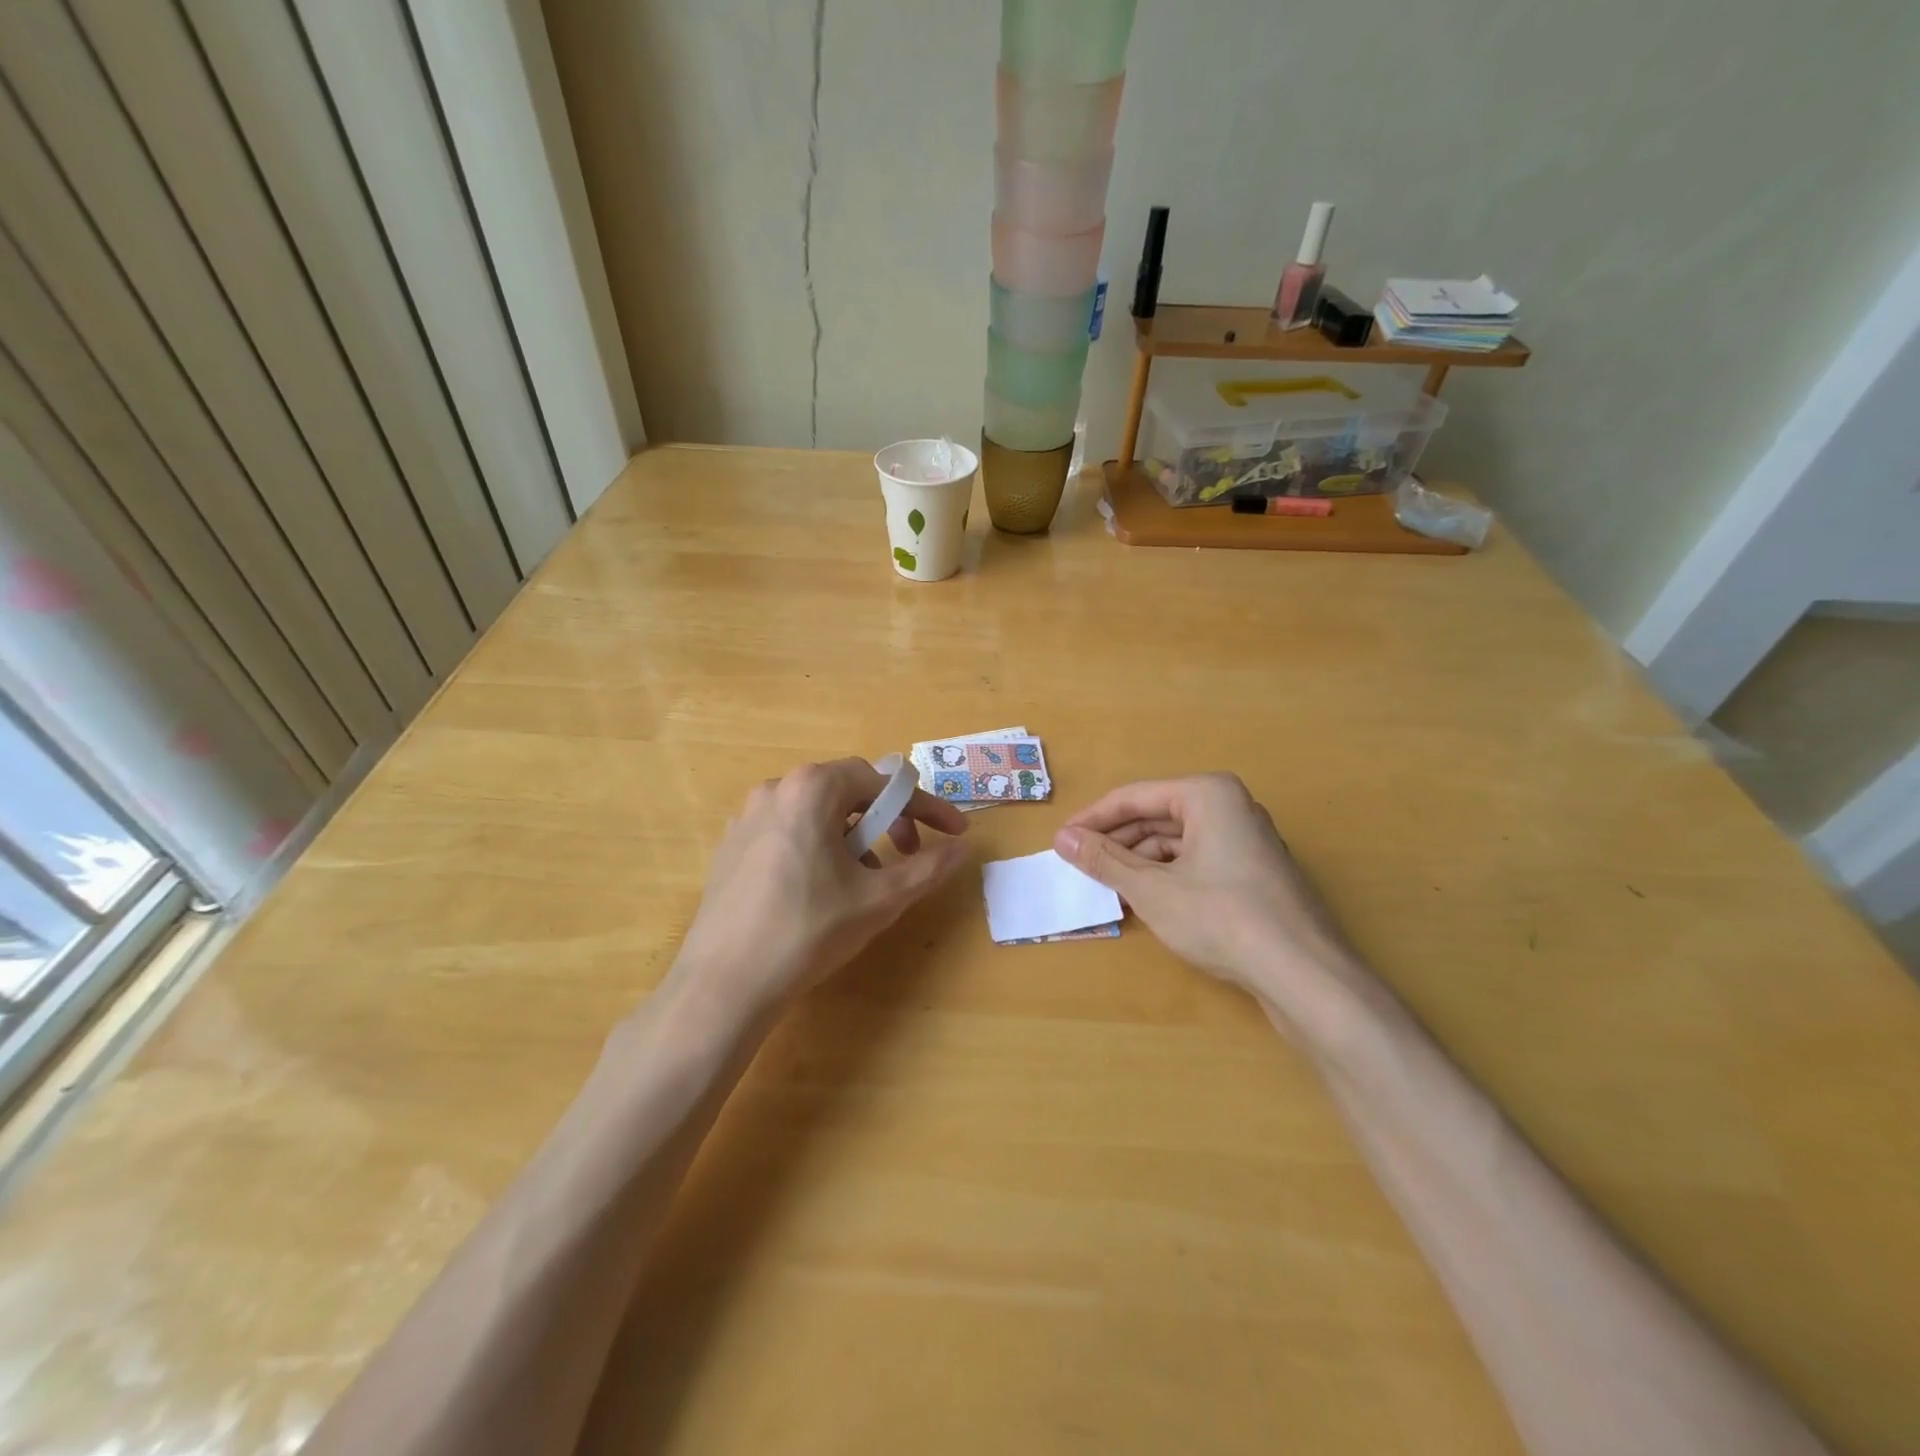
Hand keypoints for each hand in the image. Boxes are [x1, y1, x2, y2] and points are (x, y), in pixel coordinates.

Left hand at [671, 758, 968, 1019]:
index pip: (882, 782)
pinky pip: (789, 831)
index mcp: (811, 789)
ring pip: (817, 813)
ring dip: (854, 836)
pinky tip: (822, 890)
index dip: (925, 806)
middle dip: (887, 819)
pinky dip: (819, 847)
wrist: (724, 984)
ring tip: (865, 880)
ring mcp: (747, 817)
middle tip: (909, 854)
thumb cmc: (809, 930)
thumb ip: (927, 866)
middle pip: (848, 791)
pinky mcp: (731, 847)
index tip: (954, 831)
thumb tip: (962, 847)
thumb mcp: (880, 898)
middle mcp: (775, 789)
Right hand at [1054, 774, 1373, 1032]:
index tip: (1060, 841)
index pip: (1134, 797)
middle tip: (1079, 864)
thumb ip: (1103, 860)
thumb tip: (1062, 839)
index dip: (1092, 820)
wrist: (1303, 974)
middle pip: (1157, 816)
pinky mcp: (1254, 873)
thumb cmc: (1221, 918)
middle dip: (1116, 842)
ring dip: (1139, 861)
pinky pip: (1197, 861)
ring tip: (1107, 886)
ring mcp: (1247, 840)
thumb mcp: (1151, 889)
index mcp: (1208, 794)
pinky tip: (1145, 900)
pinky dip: (1167, 876)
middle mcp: (1231, 806)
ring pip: (1177, 841)